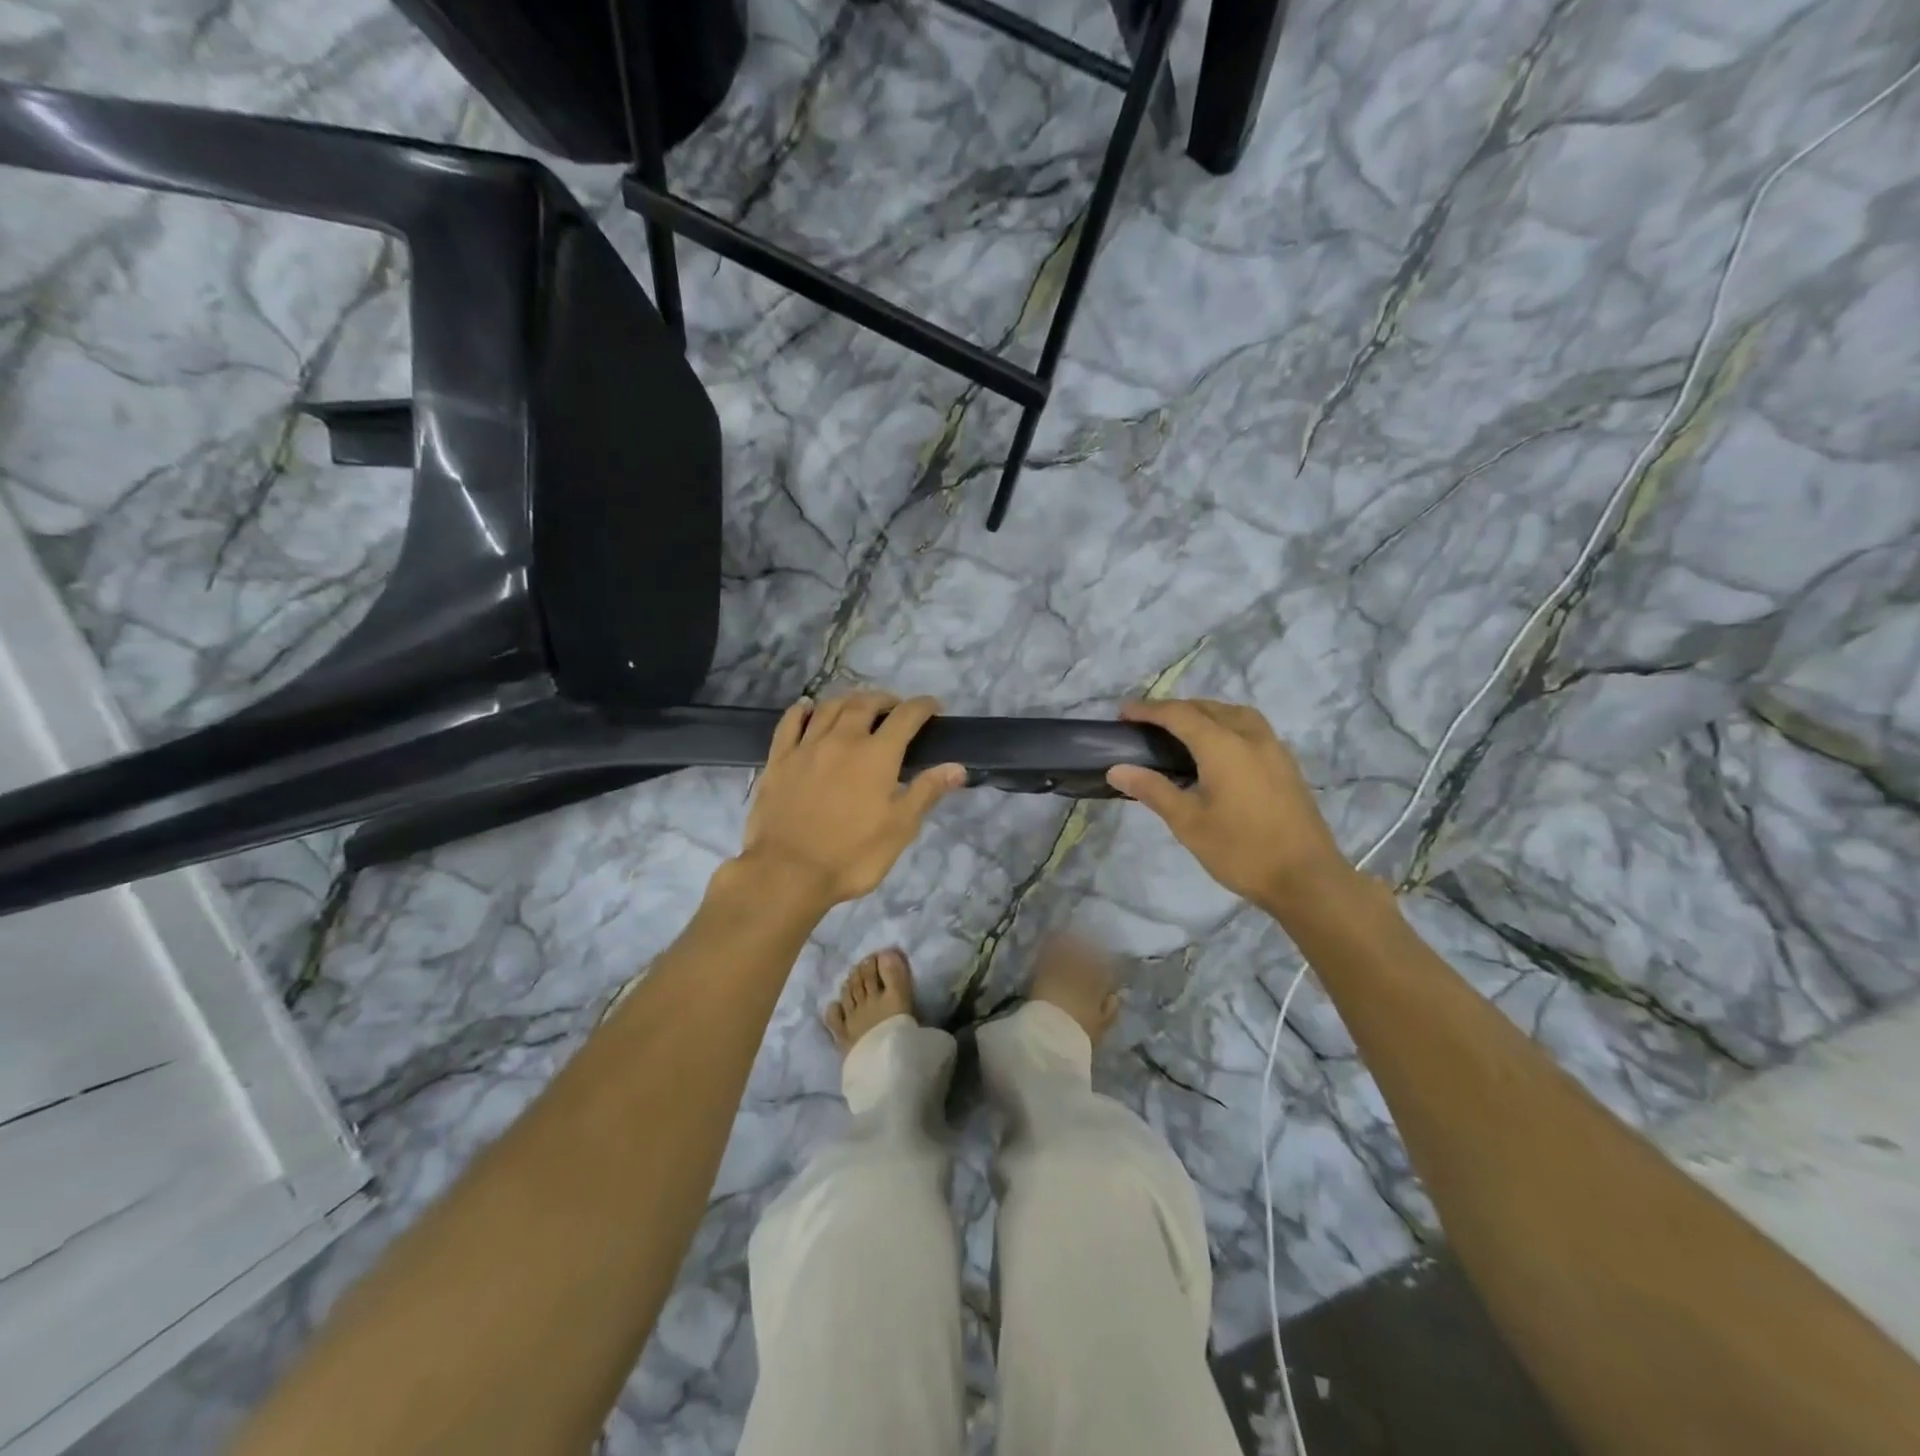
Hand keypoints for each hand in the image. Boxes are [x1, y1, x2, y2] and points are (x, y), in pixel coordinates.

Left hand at [736, 691, 964, 909]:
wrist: (787, 872)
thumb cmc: (852, 855)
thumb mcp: (899, 828)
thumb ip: (927, 792)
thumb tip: (957, 767)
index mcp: (877, 755)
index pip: (906, 717)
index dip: (923, 706)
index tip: (934, 707)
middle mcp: (842, 739)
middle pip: (865, 703)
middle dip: (885, 699)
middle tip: (895, 708)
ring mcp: (807, 747)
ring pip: (829, 707)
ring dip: (849, 699)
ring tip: (858, 706)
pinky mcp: (779, 759)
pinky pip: (790, 722)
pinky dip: (803, 709)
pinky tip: (808, 708)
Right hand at [1107, 699, 1354, 912]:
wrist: (1307, 878)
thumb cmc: (1241, 850)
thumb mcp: (1188, 822)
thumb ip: (1153, 790)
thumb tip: (1117, 769)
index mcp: (1223, 746)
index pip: (1179, 715)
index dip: (1148, 710)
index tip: (1123, 712)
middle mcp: (1250, 736)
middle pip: (1207, 707)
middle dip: (1175, 709)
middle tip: (1146, 722)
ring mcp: (1273, 748)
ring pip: (1234, 713)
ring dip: (1204, 712)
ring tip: (1182, 729)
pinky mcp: (1286, 764)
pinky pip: (1251, 728)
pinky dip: (1226, 724)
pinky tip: (1218, 748)